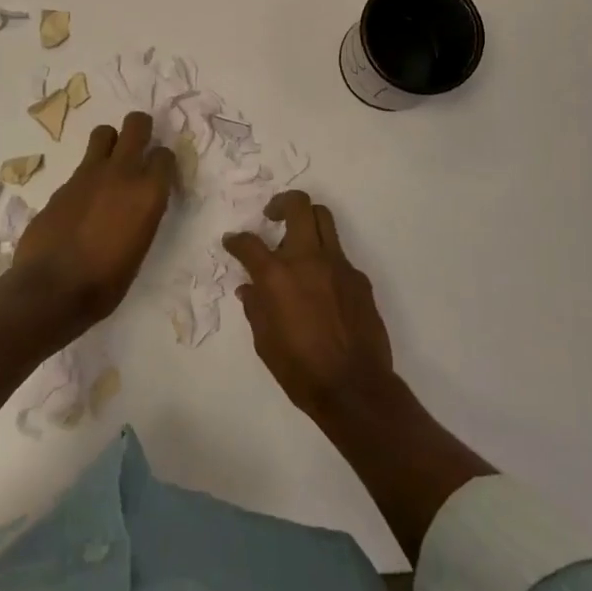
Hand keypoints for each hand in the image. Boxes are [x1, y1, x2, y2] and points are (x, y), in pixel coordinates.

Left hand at [12, 111, 176, 329]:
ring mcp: (89, 174)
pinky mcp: (63, 183)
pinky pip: (82, 165)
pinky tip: (83, 200)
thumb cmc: (106, 282)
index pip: (165, 155)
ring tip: (109, 164)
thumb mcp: (140, 247)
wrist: (52, 289)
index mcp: (149, 193)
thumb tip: (135, 205)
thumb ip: (142, 214)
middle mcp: (122, 173)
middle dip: (140, 129)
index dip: (163, 162)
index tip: (159, 174)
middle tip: (138, 147)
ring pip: (104, 133)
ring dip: (110, 142)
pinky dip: (88, 175)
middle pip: (136, 125)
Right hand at [223, 191, 397, 420]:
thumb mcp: (265, 342)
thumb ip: (256, 308)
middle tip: (272, 216)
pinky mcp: (359, 278)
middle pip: (299, 206)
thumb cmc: (300, 370)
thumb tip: (249, 289)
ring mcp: (338, 265)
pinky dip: (325, 259)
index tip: (232, 242)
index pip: (249, 243)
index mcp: (277, 276)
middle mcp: (308, 259)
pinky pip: (339, 255)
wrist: (354, 387)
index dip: (236, 240)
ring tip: (297, 241)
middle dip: (281, 203)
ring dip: (307, 222)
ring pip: (324, 220)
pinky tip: (320, 285)